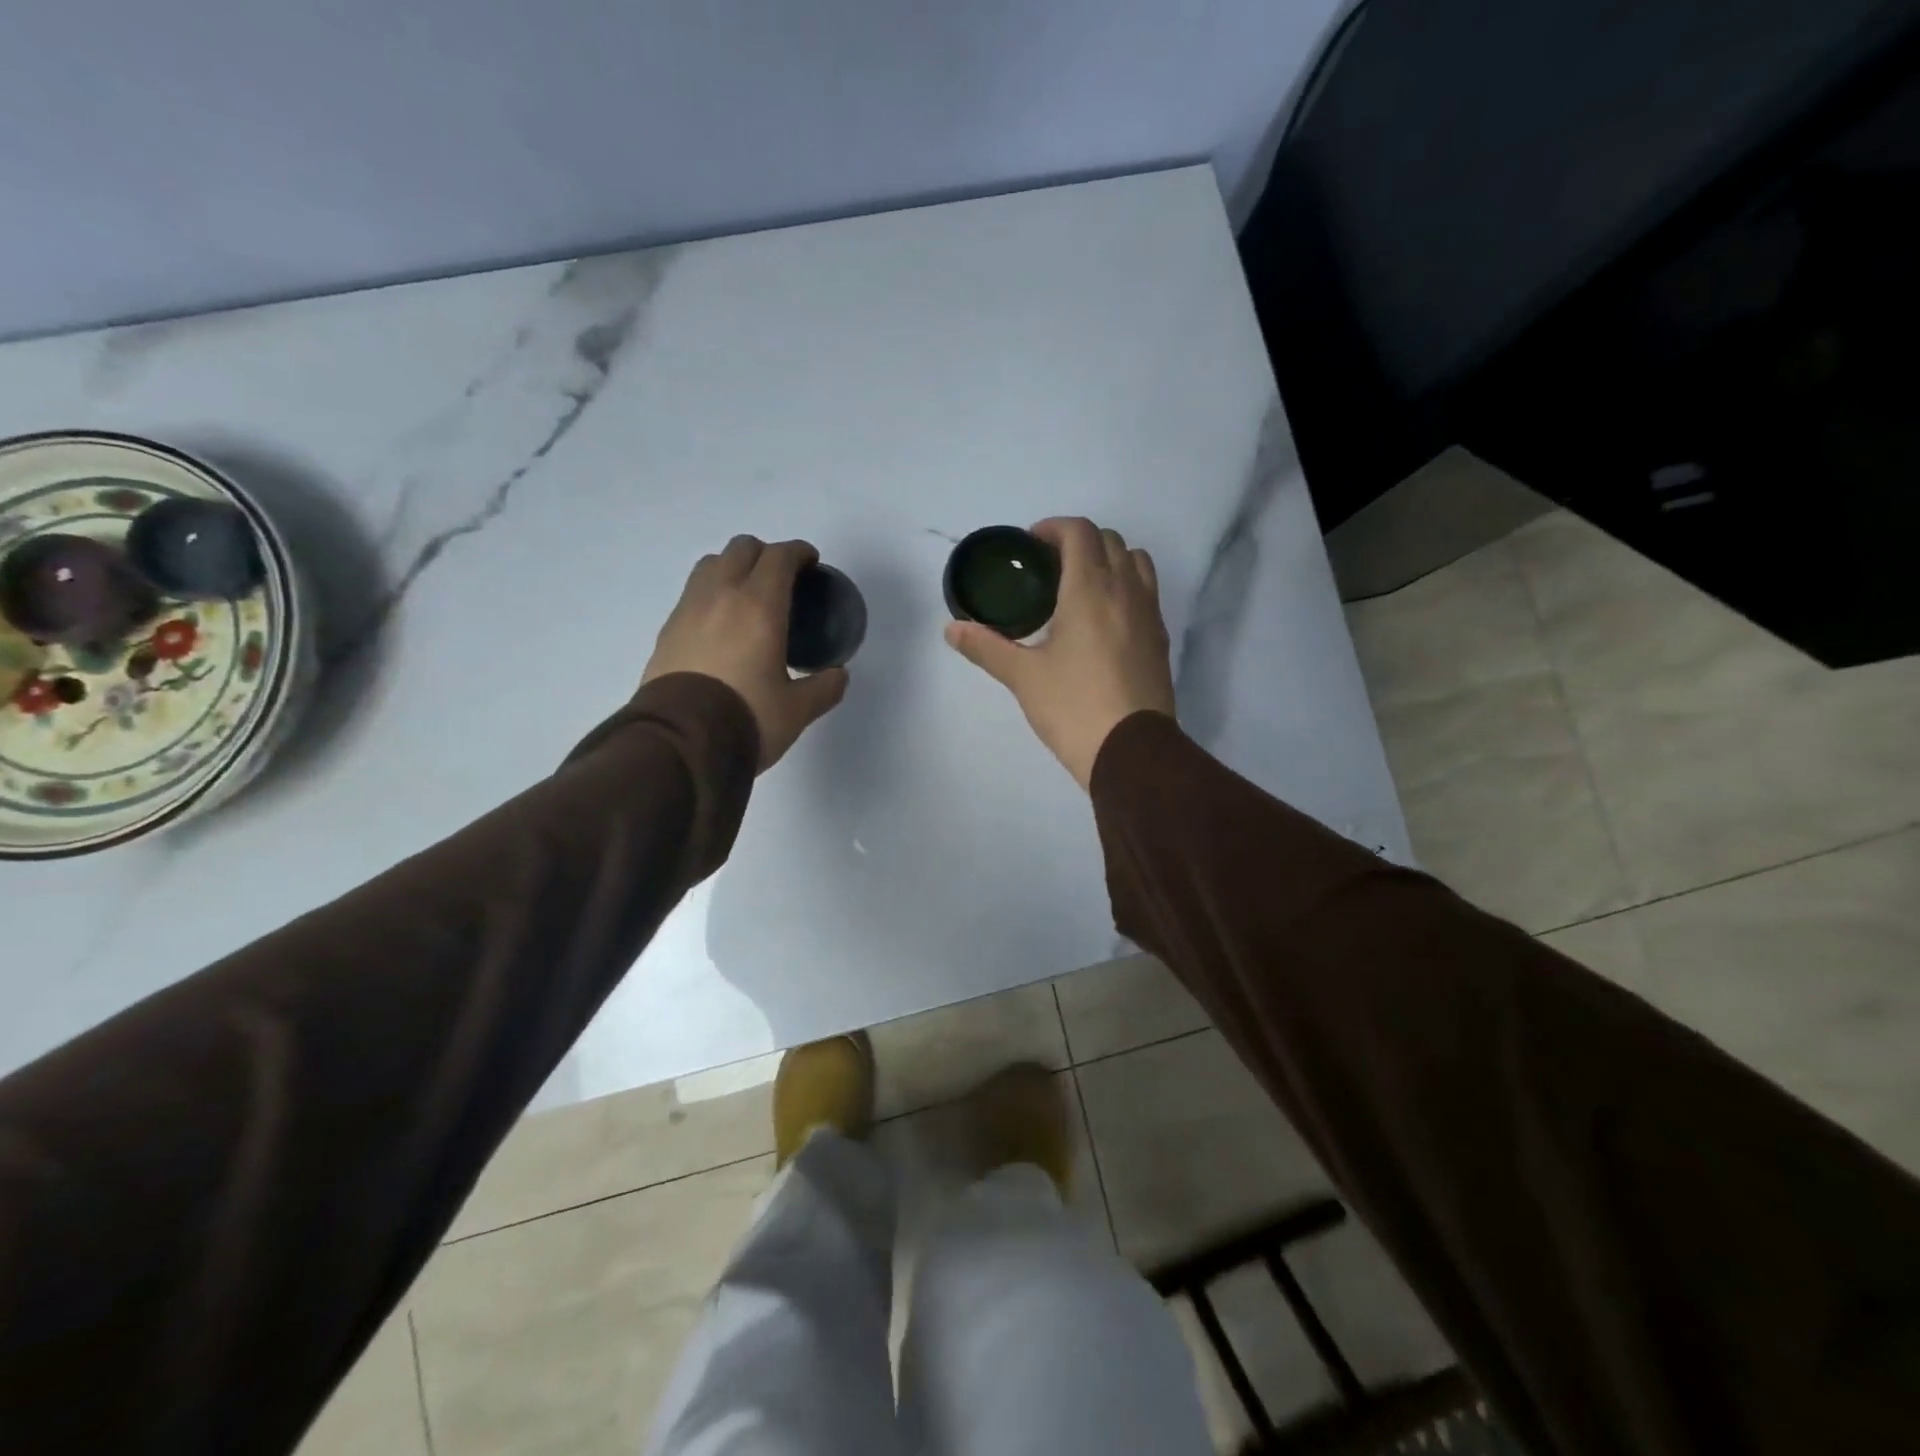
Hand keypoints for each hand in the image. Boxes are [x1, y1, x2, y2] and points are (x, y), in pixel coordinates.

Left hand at [642, 536, 848, 771]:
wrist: (679, 743)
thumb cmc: (746, 718)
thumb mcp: (797, 710)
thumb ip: (824, 688)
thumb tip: (838, 676)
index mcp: (759, 607)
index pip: (779, 557)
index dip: (799, 552)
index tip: (810, 562)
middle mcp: (721, 596)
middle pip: (742, 548)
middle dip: (766, 554)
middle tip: (782, 580)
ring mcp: (688, 610)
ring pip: (711, 564)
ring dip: (733, 568)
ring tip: (747, 596)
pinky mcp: (667, 631)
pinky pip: (692, 594)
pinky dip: (711, 594)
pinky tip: (721, 625)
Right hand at [945, 516, 1174, 788]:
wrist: (1131, 751)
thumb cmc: (1073, 707)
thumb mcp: (1023, 677)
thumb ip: (986, 646)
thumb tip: (951, 629)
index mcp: (1090, 589)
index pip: (1080, 532)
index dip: (1053, 528)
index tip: (1031, 546)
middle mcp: (1126, 591)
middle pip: (1110, 540)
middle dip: (1079, 542)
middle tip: (1049, 567)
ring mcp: (1150, 614)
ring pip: (1136, 562)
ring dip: (1109, 559)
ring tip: (1080, 587)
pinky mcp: (1161, 639)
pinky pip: (1146, 593)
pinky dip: (1126, 587)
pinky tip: (1103, 621)